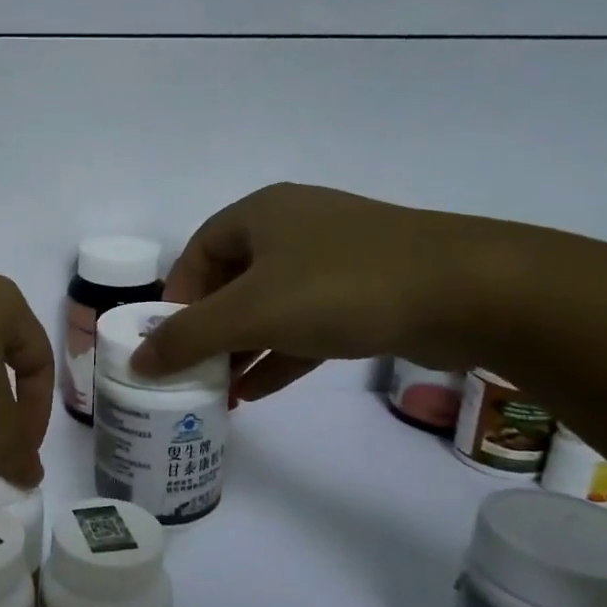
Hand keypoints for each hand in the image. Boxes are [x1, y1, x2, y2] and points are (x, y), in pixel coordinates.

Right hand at [130, 184, 497, 401]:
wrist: (470, 291)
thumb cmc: (340, 287)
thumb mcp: (250, 313)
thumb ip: (187, 337)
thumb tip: (135, 361)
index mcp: (259, 214)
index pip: (196, 254)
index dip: (175, 299)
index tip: (167, 343)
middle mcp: (292, 228)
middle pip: (230, 282)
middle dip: (208, 331)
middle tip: (192, 372)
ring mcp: (333, 258)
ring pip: (269, 305)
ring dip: (242, 348)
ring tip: (219, 392)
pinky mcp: (365, 291)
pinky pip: (306, 322)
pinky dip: (280, 353)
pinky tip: (258, 392)